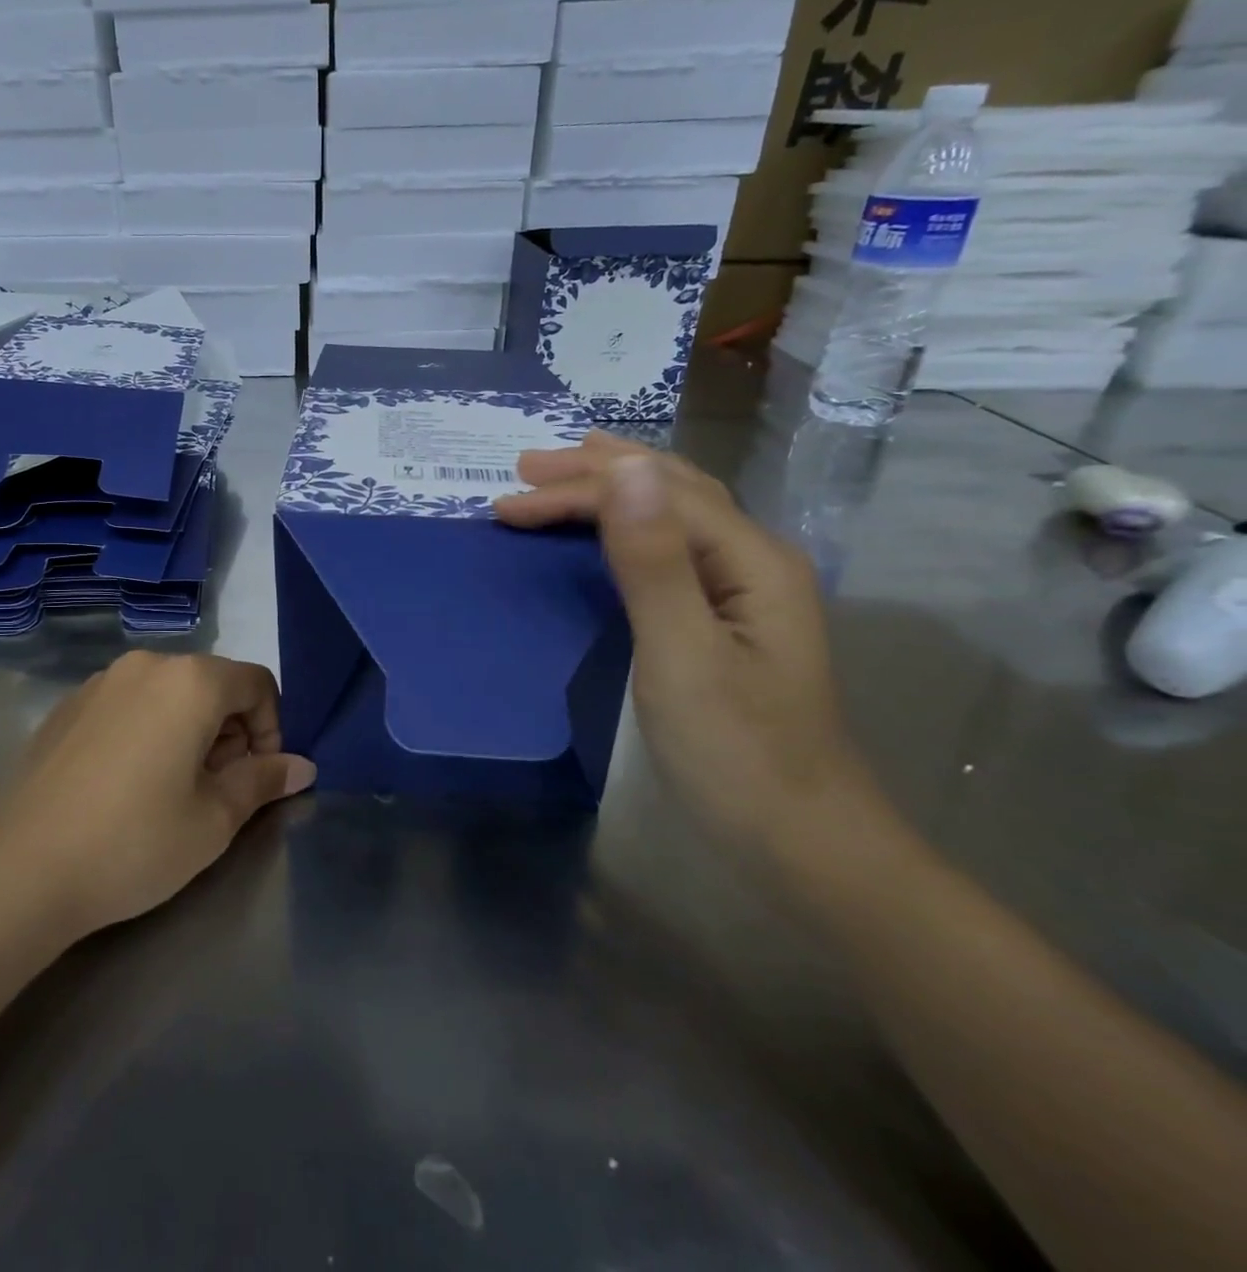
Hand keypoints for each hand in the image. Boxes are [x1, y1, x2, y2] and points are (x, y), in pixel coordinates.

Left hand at [0, 652, 316, 939]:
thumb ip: (264, 780)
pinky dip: (148, 730)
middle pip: (213, 684)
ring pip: (170, 693)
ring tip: (172, 790)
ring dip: (190, 730)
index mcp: (190, 681)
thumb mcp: (215, 818)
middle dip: (230, 731)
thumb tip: (302, 766)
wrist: (22, 870)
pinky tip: (127, 785)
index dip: (272, 728)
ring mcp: (100, 682)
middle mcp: (146, 665)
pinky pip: (129, 705)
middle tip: (218, 790)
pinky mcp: (68, 707)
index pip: (257, 683)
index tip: (258, 778)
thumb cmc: (136, 841)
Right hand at [495, 435, 876, 860]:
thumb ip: (653, 561)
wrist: (800, 841)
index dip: (578, 490)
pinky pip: (670, 550)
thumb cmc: (735, 752)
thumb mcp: (682, 654)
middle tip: (525, 466)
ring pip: (674, 515)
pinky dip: (628, 526)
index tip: (507, 503)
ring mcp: (743, 592)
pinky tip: (612, 529)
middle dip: (595, 472)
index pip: (653, 495)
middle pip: (671, 489)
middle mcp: (753, 559)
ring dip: (614, 489)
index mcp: (751, 558)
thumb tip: (625, 469)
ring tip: (566, 473)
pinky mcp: (725, 622)